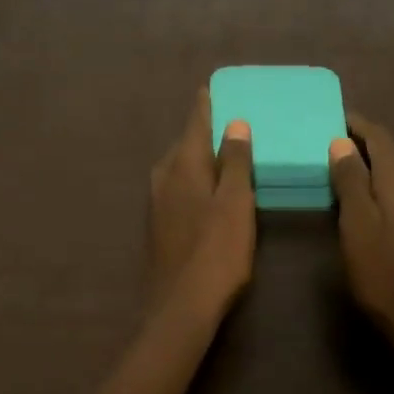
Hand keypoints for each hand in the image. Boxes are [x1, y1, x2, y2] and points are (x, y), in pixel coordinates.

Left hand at [147, 90, 255, 320]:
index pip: (195, 122)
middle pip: (185, 143)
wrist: (180, 306)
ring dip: (199, 155)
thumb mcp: (235, 202)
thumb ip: (234, 161)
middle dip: (204, 129)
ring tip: (224, 150)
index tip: (214, 87)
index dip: (206, 104)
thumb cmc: (216, 251)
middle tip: (230, 119)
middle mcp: (164, 176)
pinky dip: (195, 177)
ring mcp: (158, 201)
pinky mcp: (160, 223)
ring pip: (180, 166)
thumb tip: (235, 123)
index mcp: (183, 165)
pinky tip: (209, 188)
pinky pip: (179, 185)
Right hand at [329, 115, 393, 344]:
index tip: (328, 116)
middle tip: (325, 139)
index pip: (378, 135)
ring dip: (368, 162)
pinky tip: (360, 197)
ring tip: (337, 165)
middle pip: (388, 151)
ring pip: (393, 171)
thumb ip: (350, 180)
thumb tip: (342, 142)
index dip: (354, 122)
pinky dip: (376, 182)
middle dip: (359, 140)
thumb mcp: (357, 222)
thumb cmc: (383, 270)